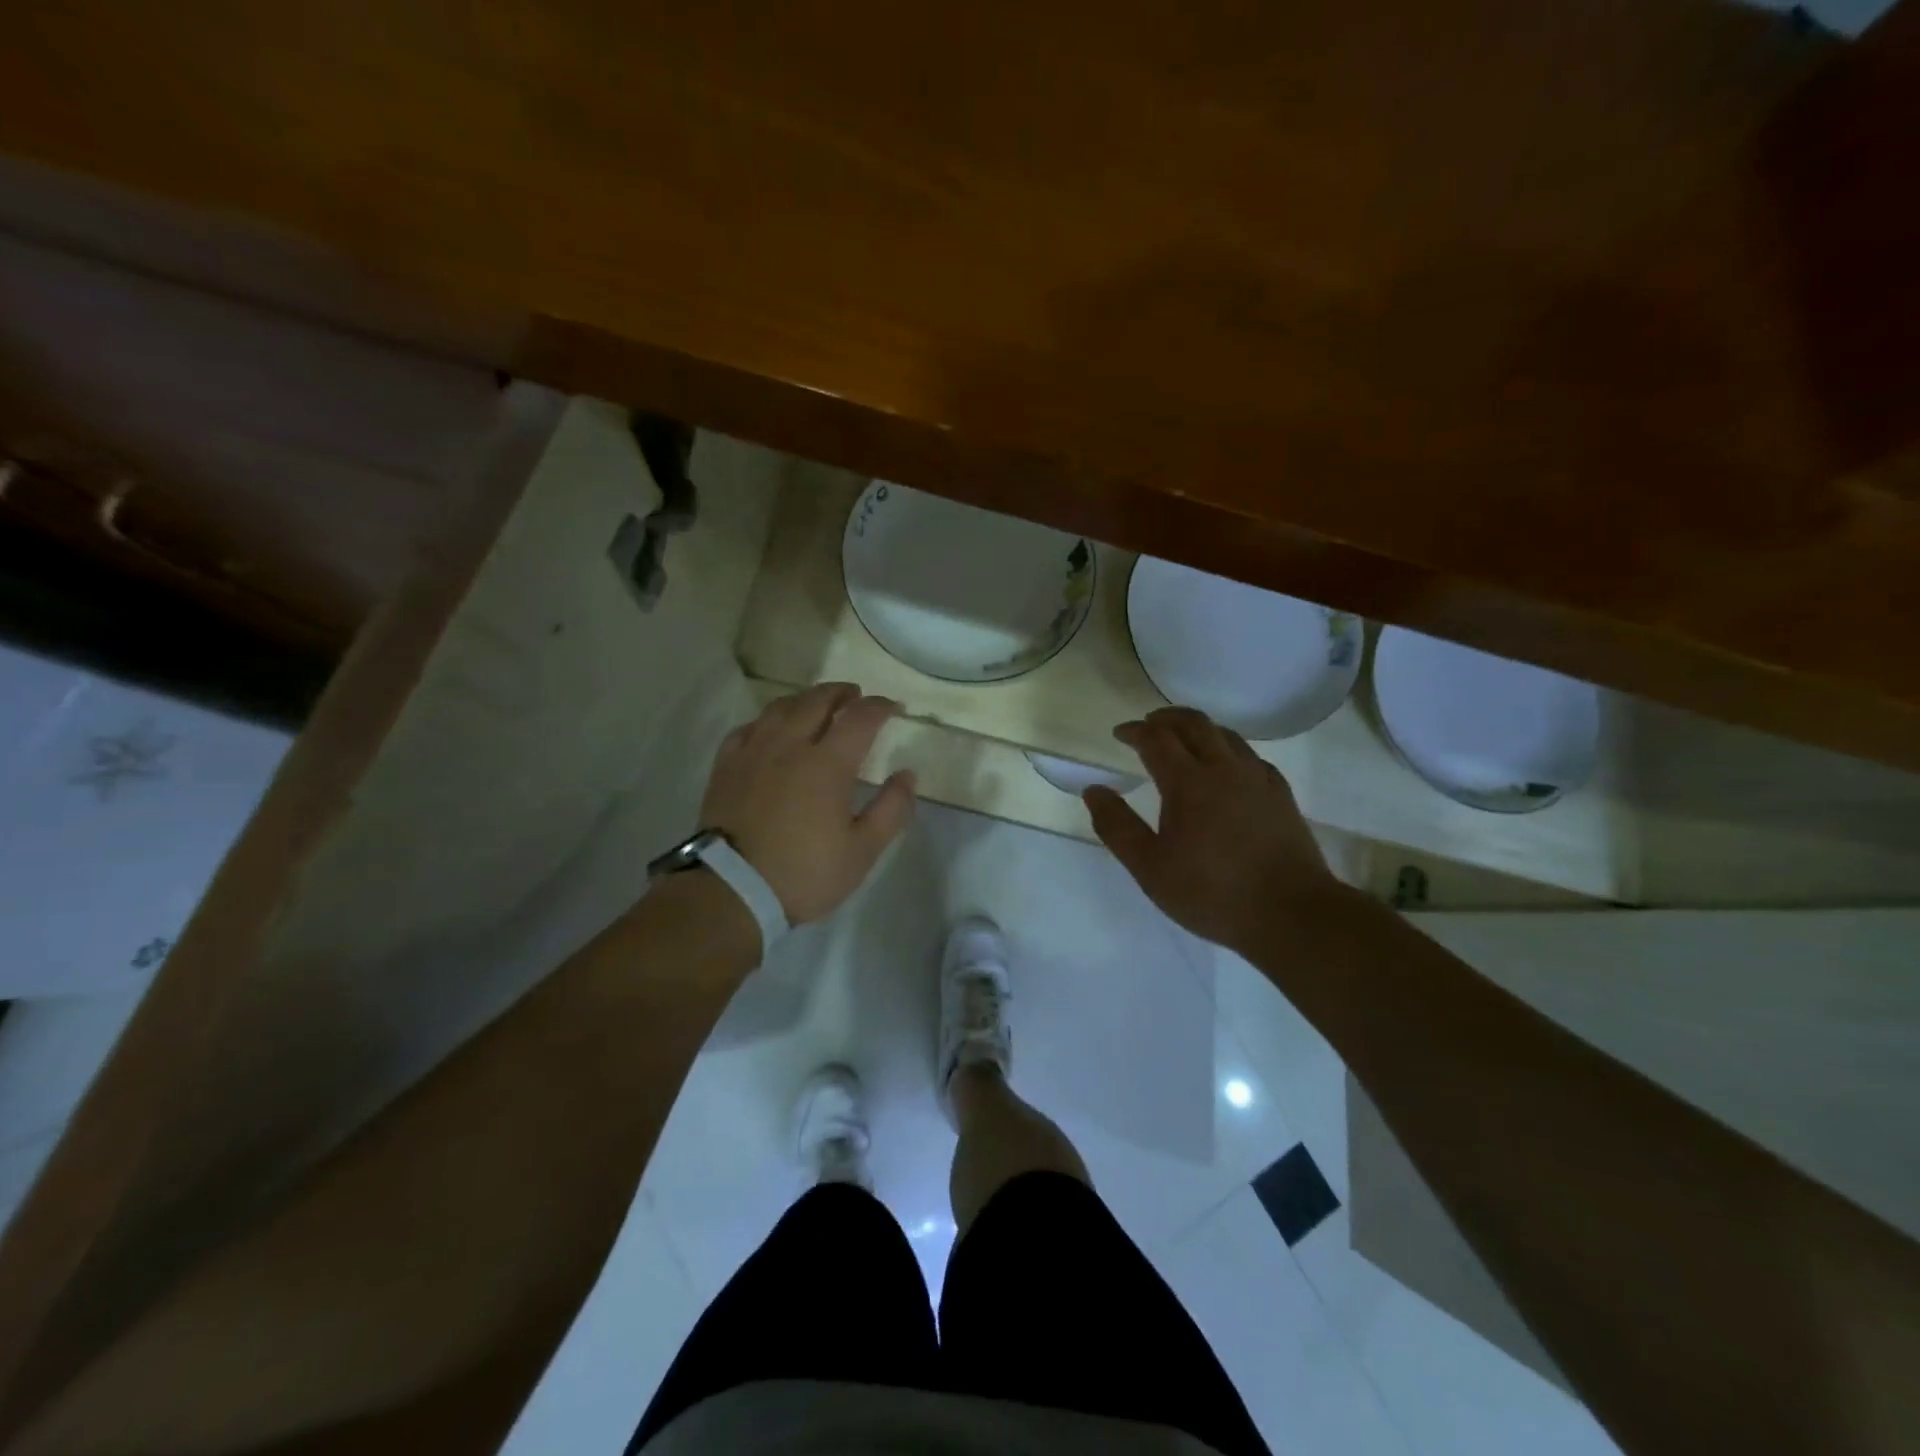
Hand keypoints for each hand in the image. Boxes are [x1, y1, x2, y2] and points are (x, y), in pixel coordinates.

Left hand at [700, 683, 916, 924]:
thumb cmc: (805, 874)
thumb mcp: (862, 851)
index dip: (880, 707)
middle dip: (841, 693)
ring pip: (780, 708)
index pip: (859, 718)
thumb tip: (907, 774)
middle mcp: (789, 746)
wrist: (732, 892)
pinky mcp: (725, 767)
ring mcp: (753, 753)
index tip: (893, 707)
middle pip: (817, 701)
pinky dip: (766, 720)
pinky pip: (747, 728)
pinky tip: (770, 729)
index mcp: (827, 764)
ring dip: (805, 699)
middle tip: (855, 696)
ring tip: (816, 705)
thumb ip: (891, 809)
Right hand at [1083, 707, 1345, 955]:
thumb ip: (1117, 826)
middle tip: (1149, 724)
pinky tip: (1227, 768)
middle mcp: (1224, 769)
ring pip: (1226, 735)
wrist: (1290, 914)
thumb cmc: (1211, 892)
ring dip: (1199, 729)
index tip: (1119, 733)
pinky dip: (1229, 749)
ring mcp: (1258, 780)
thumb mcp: (1149, 867)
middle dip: (1167, 718)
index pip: (1157, 739)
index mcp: (1188, 782)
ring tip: (1184, 739)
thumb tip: (1094, 790)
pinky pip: (1251, 757)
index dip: (1135, 731)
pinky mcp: (1281, 796)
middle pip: (1195, 724)